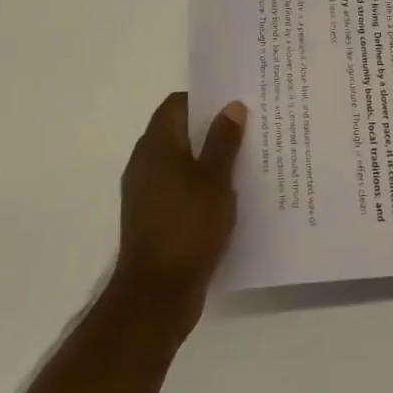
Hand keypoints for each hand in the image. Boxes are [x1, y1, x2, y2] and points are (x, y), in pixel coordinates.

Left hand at [113, 93, 247, 324]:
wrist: (157, 294)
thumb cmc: (187, 227)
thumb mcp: (215, 179)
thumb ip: (223, 140)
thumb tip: (231, 106)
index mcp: (156, 145)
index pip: (177, 104)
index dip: (205, 98)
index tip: (235, 101)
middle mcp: (145, 162)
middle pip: (178, 131)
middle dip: (210, 127)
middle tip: (247, 127)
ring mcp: (145, 191)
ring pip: (180, 161)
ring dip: (207, 158)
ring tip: (245, 159)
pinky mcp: (152, 217)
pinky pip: (178, 187)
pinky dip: (199, 184)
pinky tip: (227, 195)